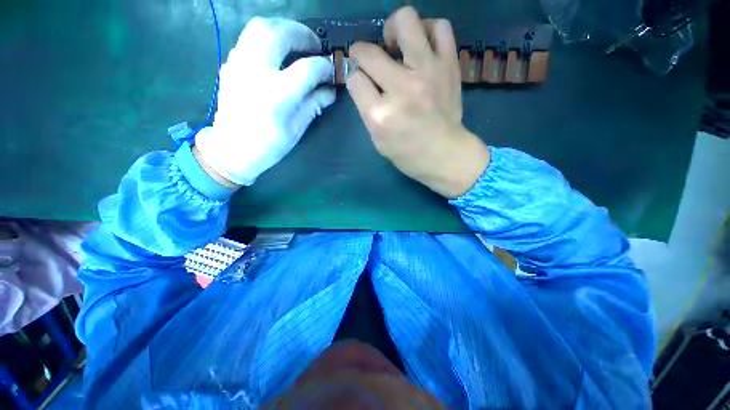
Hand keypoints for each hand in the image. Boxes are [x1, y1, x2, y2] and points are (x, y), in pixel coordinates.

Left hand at [195, 17, 335, 186]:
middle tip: (314, 46)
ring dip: (283, 28)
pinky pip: (249, 38)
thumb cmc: (268, 145)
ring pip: (260, 26)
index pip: (307, 69)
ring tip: (297, 42)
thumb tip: (330, 90)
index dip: (324, 66)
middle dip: (302, 34)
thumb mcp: (297, 128)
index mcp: (277, 94)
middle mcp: (256, 71)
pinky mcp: (230, 64)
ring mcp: (239, 64)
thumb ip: (314, 104)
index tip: (332, 70)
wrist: (231, 149)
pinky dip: (268, 37)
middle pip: (280, 33)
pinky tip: (277, 52)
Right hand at [347, 7, 489, 198]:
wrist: (445, 154)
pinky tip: (422, 45)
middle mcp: (402, 89)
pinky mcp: (448, 67)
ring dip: (394, 30)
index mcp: (380, 115)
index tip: (362, 82)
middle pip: (369, 52)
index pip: (355, 79)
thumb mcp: (377, 140)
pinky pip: (440, 28)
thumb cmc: (407, 154)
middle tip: (371, 60)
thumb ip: (367, 109)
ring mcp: (427, 73)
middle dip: (362, 53)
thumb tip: (362, 79)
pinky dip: (427, 30)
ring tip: (397, 46)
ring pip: (405, 22)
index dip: (355, 78)